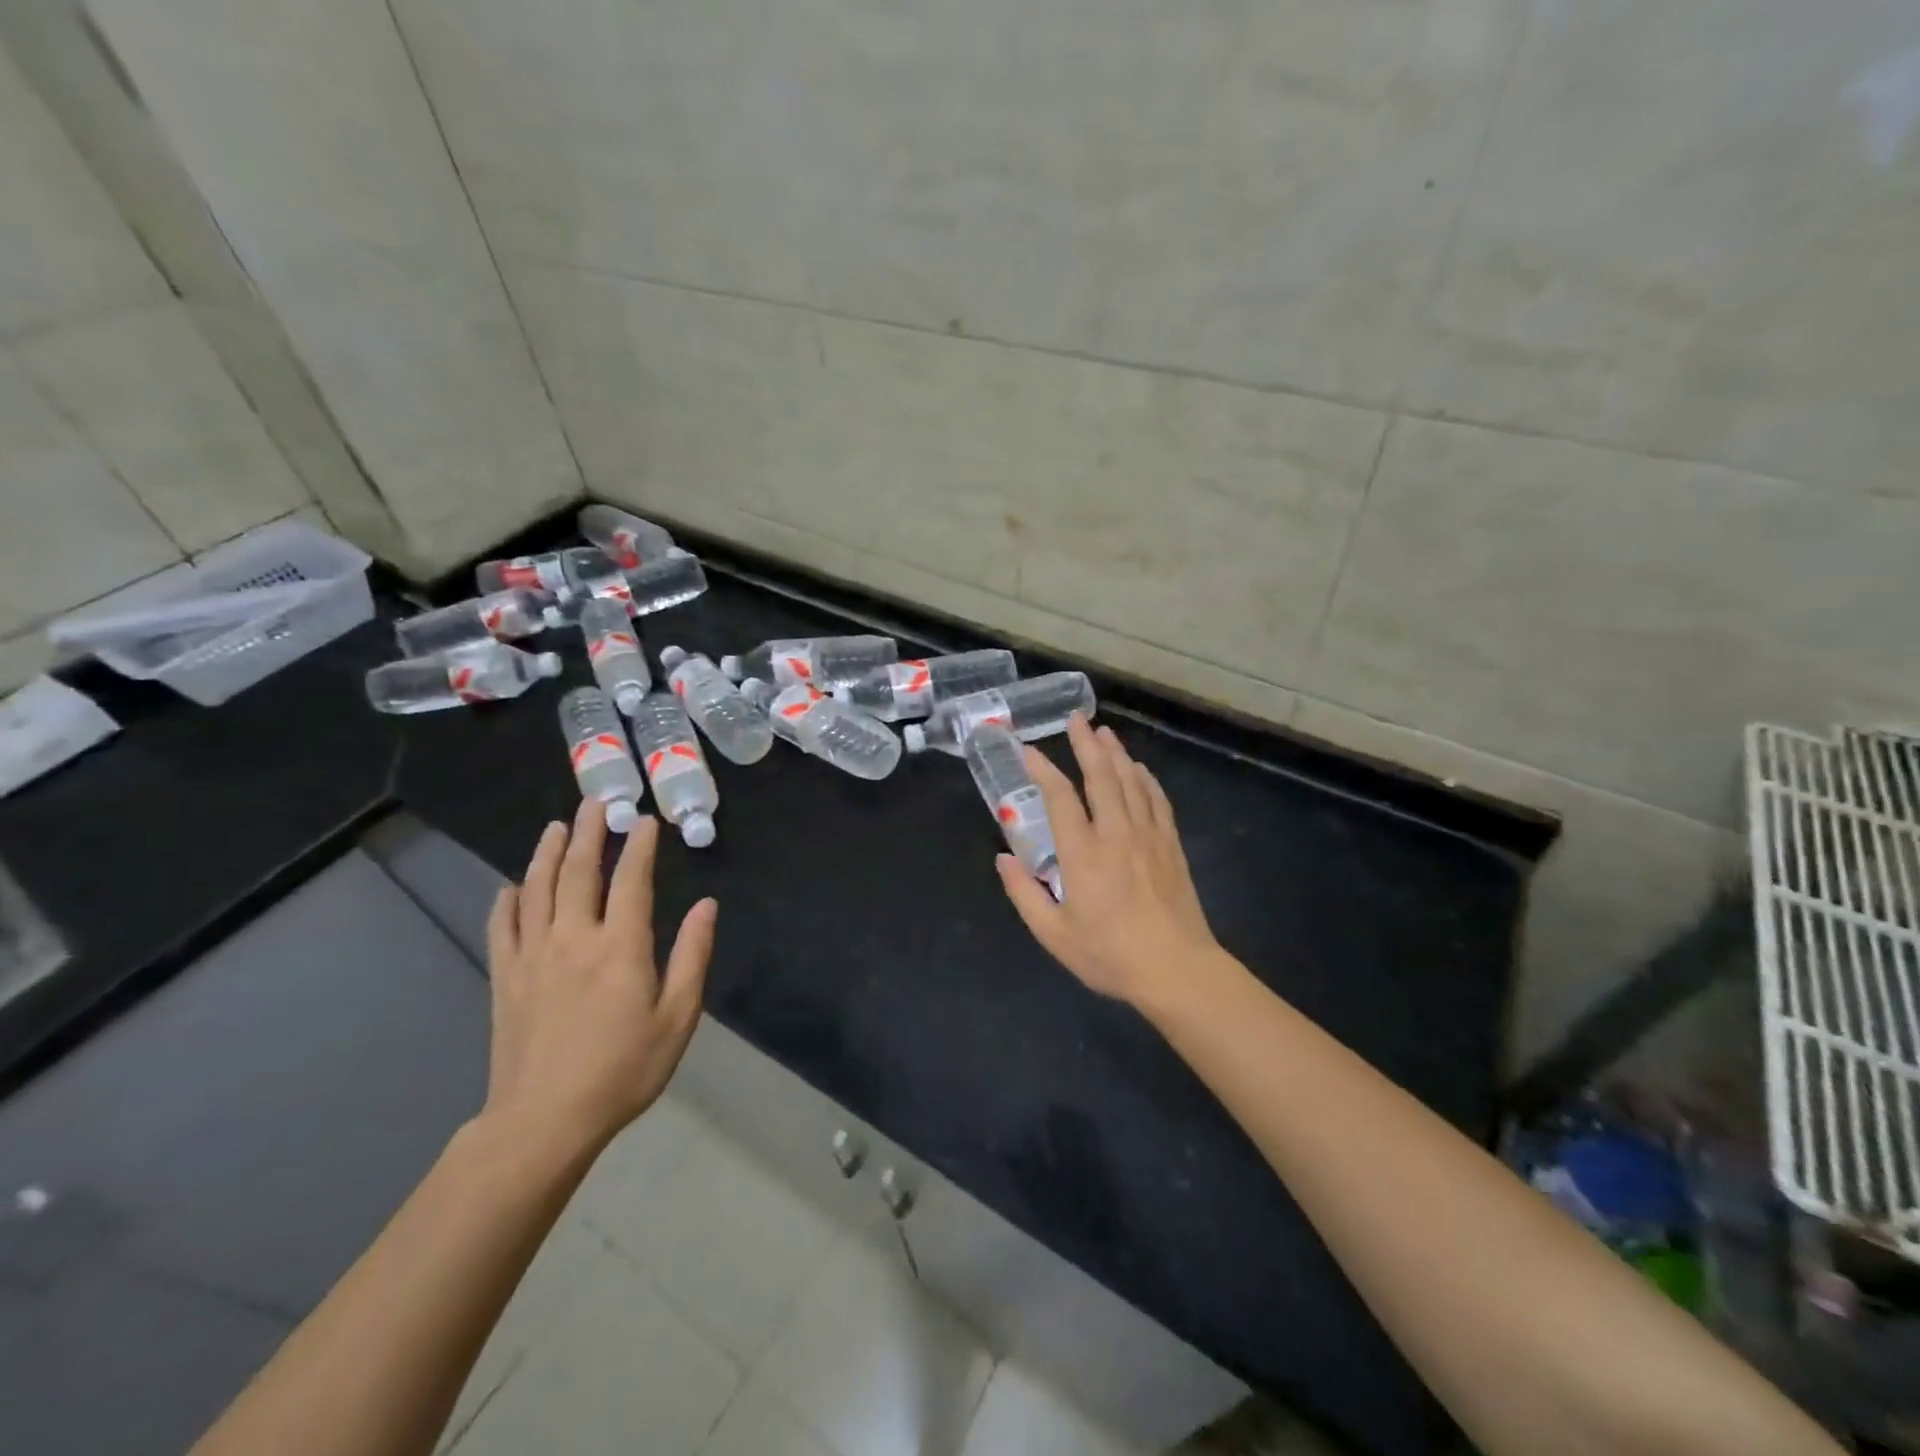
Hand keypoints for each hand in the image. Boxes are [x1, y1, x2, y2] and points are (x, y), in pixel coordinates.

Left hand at [481, 798, 716, 1156]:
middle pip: (577, 872)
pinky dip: (506, 901)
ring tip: (555, 827)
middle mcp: (573, 938)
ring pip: (536, 890)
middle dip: (587, 833)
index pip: (631, 880)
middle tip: (594, 803)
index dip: (639, 846)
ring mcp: (533, 956)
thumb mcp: (678, 1018)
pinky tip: (511, 886)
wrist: (543, 1122)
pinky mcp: (506, 978)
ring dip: (547, 853)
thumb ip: (692, 956)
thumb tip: (707, 906)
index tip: (644, 820)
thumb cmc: (623, 1070)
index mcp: (619, 947)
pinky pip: (503, 927)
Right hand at [996, 714, 1218, 1006]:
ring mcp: (1148, 835)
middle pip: (1100, 776)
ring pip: (1131, 781)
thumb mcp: (1054, 934)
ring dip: (1116, 753)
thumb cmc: (1110, 954)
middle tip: (1076, 718)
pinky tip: (1140, 770)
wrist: (1177, 969)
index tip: (1027, 750)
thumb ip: (1024, 894)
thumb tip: (1003, 859)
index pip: (1059, 797)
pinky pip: (1157, 800)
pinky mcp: (1170, 845)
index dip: (1042, 769)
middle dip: (1086, 744)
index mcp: (1083, 853)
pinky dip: (1146, 779)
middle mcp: (1116, 833)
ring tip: (1104, 732)